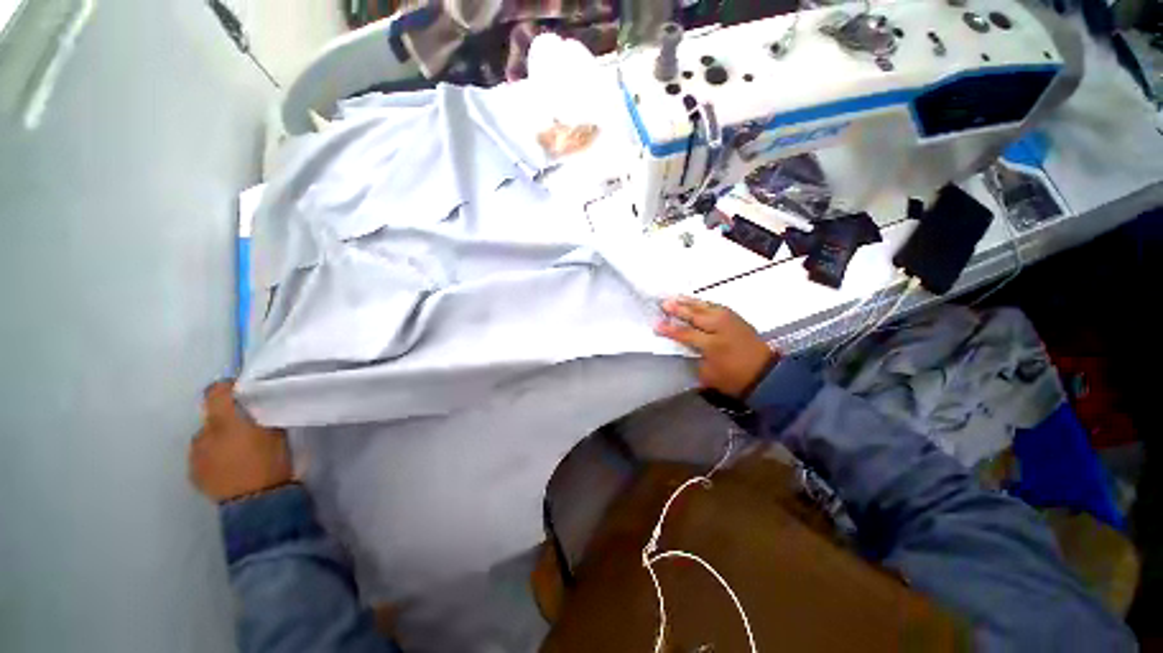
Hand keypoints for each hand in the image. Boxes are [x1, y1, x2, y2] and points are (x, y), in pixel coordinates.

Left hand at [189, 381, 293, 502]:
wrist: (257, 501)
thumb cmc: (271, 461)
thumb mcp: (274, 431)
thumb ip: (259, 415)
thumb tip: (253, 405)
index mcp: (223, 421)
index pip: (216, 392)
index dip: (227, 388)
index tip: (242, 391)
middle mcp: (202, 434)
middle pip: (211, 418)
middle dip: (226, 421)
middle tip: (247, 431)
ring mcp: (195, 456)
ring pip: (205, 439)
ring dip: (218, 441)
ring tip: (238, 452)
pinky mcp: (193, 474)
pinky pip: (202, 457)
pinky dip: (214, 457)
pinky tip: (230, 467)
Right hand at [655, 297, 778, 397]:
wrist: (767, 375)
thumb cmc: (735, 379)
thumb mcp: (709, 375)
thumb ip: (695, 358)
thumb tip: (685, 347)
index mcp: (712, 345)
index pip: (685, 333)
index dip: (669, 329)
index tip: (655, 324)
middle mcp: (720, 328)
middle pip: (695, 315)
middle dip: (678, 308)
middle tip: (663, 302)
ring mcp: (730, 320)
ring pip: (705, 306)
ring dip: (689, 302)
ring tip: (675, 297)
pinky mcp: (736, 318)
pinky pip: (715, 306)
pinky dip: (703, 303)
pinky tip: (695, 302)